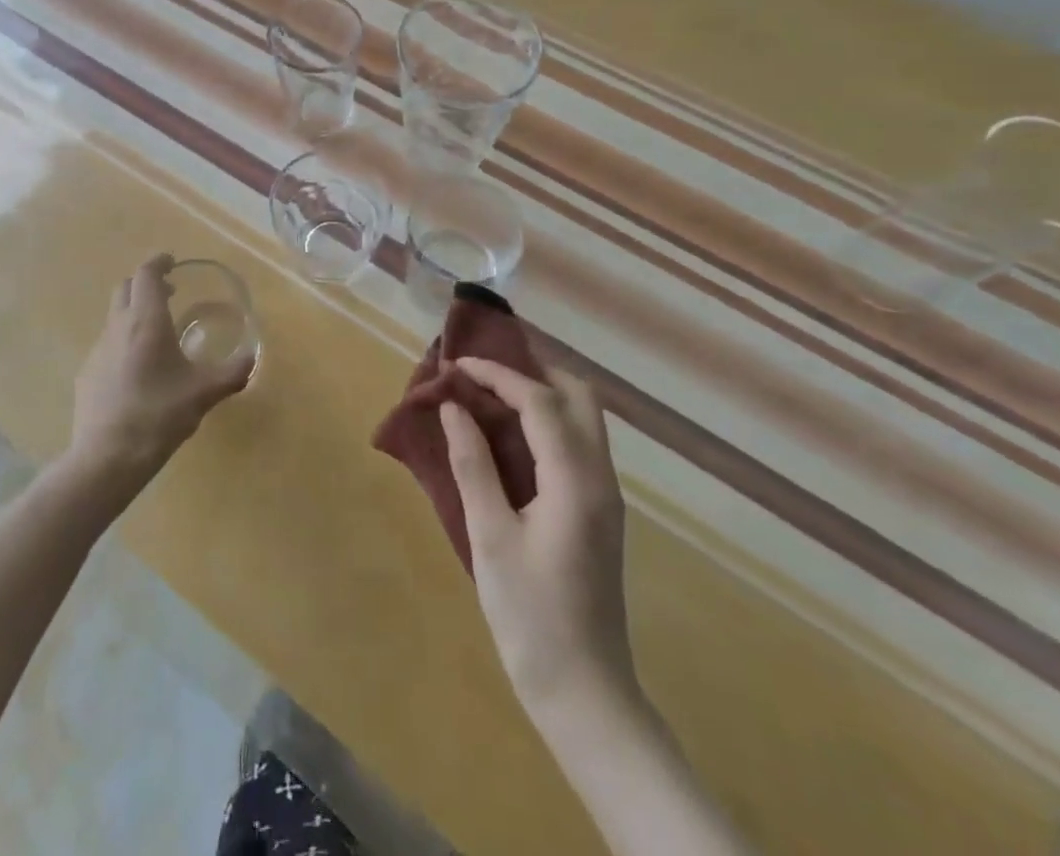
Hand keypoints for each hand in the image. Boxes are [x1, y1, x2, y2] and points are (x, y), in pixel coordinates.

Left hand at [68, 254, 252, 488]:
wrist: (106, 458)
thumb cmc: (158, 416)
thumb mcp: (203, 394)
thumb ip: (231, 373)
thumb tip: (252, 359)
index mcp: (146, 322)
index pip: (146, 274)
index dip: (158, 262)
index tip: (172, 261)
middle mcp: (118, 327)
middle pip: (126, 288)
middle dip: (146, 283)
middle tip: (169, 292)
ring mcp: (97, 350)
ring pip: (115, 316)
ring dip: (134, 312)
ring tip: (158, 333)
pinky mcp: (87, 374)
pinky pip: (107, 344)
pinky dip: (124, 340)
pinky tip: (139, 370)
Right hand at [440, 356, 638, 722]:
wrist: (585, 694)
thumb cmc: (531, 617)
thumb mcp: (490, 537)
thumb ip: (473, 465)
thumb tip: (454, 408)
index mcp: (576, 481)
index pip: (541, 401)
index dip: (497, 374)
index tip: (456, 365)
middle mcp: (601, 478)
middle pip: (579, 396)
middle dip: (532, 371)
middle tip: (483, 372)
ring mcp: (605, 495)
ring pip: (583, 418)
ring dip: (541, 393)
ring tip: (490, 393)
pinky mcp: (598, 511)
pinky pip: (578, 442)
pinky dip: (546, 421)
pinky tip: (511, 433)